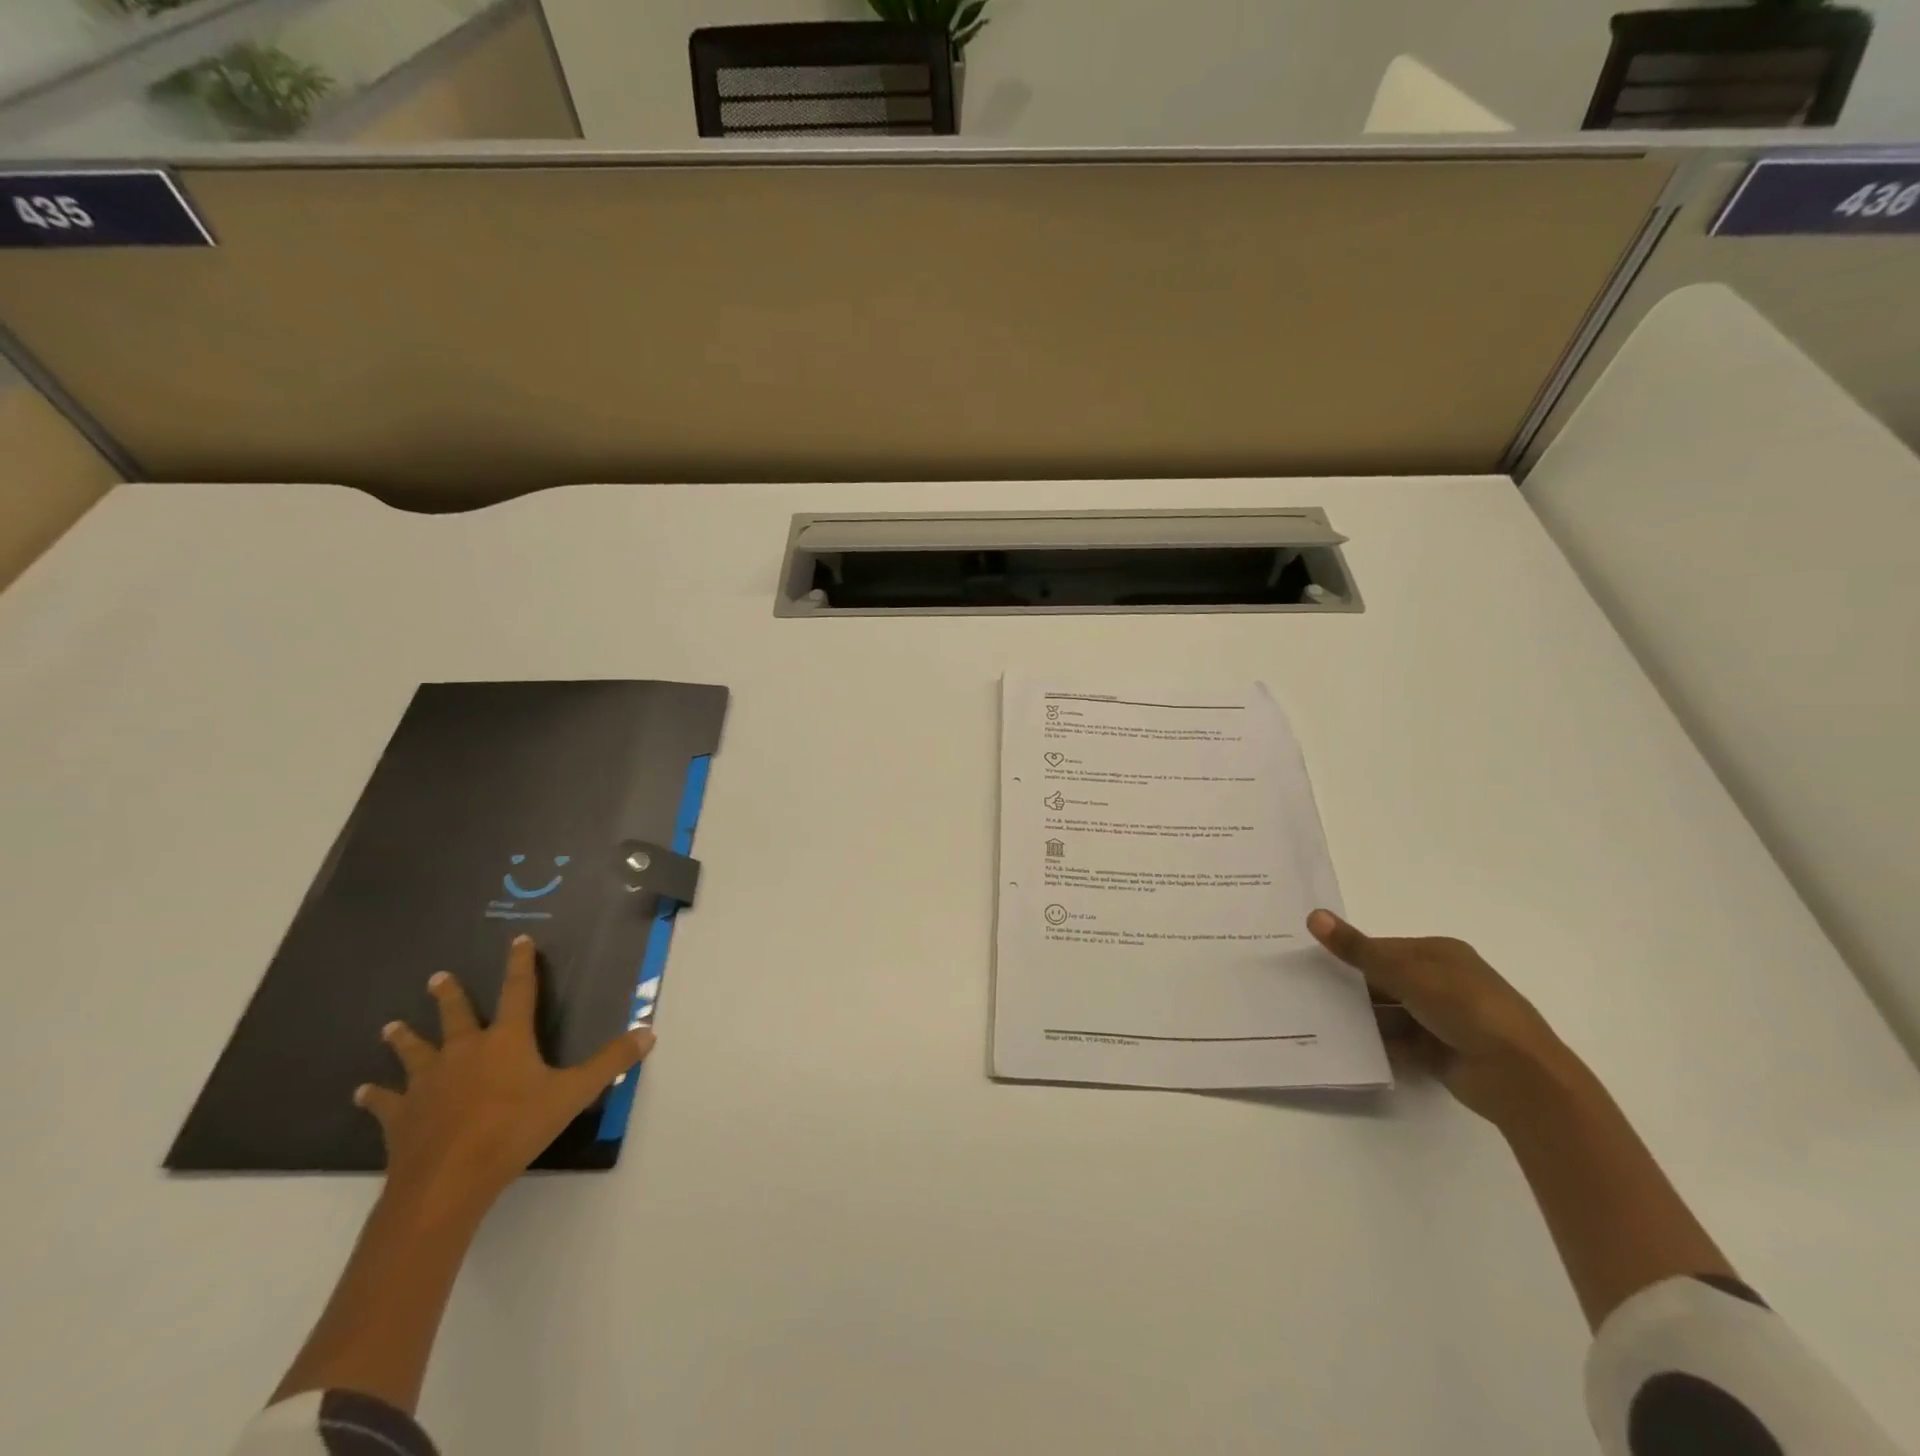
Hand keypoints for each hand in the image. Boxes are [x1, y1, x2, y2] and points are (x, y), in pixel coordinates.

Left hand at [356, 935, 654, 1215]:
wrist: (448, 1179)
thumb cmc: (515, 1129)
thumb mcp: (574, 1094)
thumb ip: (611, 1062)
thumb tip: (648, 1031)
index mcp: (506, 1040)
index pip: (518, 991)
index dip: (520, 965)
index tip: (516, 940)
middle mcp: (464, 1051)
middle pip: (455, 1015)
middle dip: (448, 995)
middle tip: (437, 977)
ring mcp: (427, 1082)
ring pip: (414, 1050)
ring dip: (404, 1037)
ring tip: (391, 1025)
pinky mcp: (400, 1115)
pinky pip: (385, 1100)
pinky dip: (375, 1095)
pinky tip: (362, 1091)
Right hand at [1308, 909, 1572, 1123]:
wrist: (1519, 1076)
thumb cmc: (1466, 1008)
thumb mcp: (1406, 972)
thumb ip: (1358, 949)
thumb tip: (1313, 916)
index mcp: (1440, 955)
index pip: (1384, 948)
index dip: (1351, 953)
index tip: (1313, 963)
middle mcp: (1442, 983)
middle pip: (1384, 980)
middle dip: (1352, 986)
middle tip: (1307, 990)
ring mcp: (1442, 1019)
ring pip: (1389, 1012)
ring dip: (1361, 1016)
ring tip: (1318, 1017)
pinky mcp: (1439, 1052)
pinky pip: (1398, 1042)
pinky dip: (1375, 1042)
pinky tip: (1344, 1043)